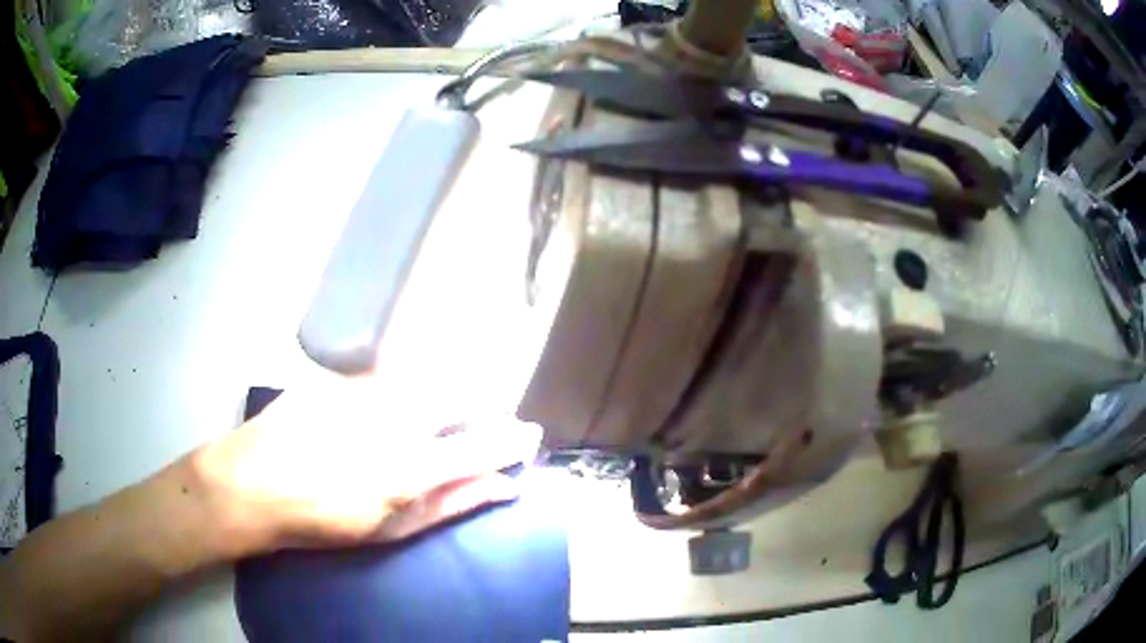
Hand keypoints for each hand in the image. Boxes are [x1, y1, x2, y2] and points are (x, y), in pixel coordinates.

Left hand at [193, 386, 541, 555]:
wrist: (253, 482)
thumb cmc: (322, 520)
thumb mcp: (389, 529)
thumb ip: (449, 506)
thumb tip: (503, 488)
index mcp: (412, 466)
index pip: (483, 447)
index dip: (513, 441)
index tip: (530, 436)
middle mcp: (396, 418)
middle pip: (460, 398)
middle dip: (482, 408)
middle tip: (483, 424)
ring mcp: (366, 391)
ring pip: (426, 380)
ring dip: (444, 395)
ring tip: (442, 414)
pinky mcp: (341, 377)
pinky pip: (389, 375)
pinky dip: (405, 387)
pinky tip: (391, 403)